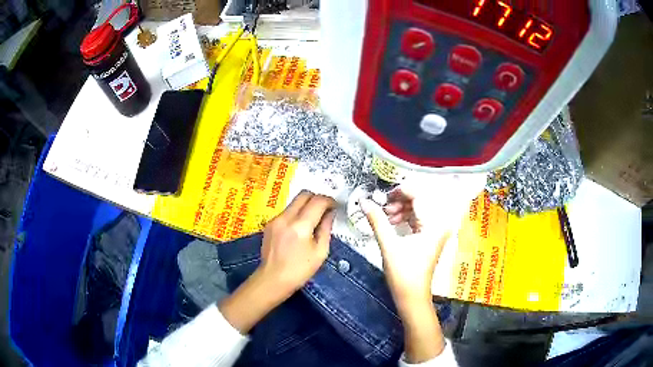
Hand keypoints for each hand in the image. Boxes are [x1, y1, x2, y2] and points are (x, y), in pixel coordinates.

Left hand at [220, 191, 335, 333]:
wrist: (273, 279)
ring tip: (313, 219)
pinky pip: (287, 211)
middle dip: (317, 198)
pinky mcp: (269, 223)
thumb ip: (326, 229)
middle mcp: (286, 218)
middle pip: (304, 194)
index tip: (335, 206)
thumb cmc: (300, 270)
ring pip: (294, 201)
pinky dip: (296, 213)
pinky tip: (300, 228)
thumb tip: (330, 213)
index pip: (318, 201)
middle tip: (325, 209)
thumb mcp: (320, 252)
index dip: (329, 200)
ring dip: (306, 205)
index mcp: (300, 226)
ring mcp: (275, 219)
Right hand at [360, 190, 446, 309]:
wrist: (412, 296)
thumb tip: (364, 202)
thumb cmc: (403, 274)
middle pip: (420, 201)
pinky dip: (406, 218)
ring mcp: (436, 231)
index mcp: (434, 224)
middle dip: (400, 201)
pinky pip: (419, 219)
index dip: (401, 191)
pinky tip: (393, 222)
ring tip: (387, 217)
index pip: (419, 196)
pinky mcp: (431, 237)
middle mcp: (439, 224)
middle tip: (384, 207)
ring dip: (402, 209)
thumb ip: (377, 220)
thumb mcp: (388, 245)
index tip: (384, 194)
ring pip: (419, 209)